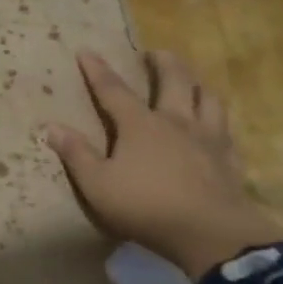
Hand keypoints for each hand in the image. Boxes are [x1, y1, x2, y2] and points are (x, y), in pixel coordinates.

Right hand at [44, 49, 282, 281]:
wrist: (210, 233)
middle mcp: (176, 121)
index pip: (113, 90)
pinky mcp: (230, 160)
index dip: (97, 70)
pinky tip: (217, 129)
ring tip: (192, 82)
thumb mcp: (98, 185)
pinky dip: (219, 123)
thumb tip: (52, 127)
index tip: (86, 50)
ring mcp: (208, 138)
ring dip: (198, 85)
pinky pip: (227, 131)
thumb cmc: (146, 206)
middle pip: (174, 80)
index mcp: (140, 124)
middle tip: (155, 53)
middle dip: (163, 62)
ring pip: (208, 99)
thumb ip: (76, 154)